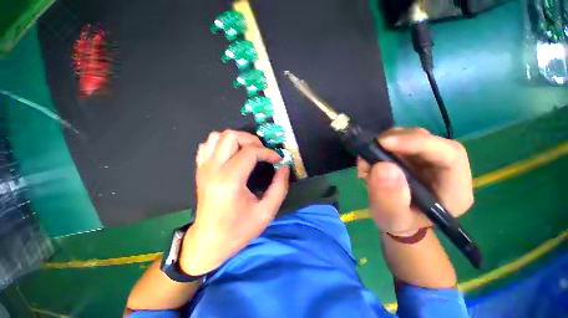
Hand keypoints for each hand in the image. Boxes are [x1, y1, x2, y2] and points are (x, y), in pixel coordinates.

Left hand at [180, 130, 289, 274]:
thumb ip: (280, 187)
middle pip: (232, 136)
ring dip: (237, 140)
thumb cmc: (238, 230)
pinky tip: (232, 155)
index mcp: (230, 180)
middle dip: (252, 140)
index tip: (277, 160)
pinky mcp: (200, 169)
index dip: (268, 152)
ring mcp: (204, 167)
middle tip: (263, 153)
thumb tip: (285, 167)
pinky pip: (208, 145)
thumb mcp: (266, 212)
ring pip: (218, 136)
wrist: (208, 242)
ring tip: (249, 152)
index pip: (250, 151)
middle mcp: (214, 169)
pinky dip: (222, 144)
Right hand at [357, 128, 473, 235]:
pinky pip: (398, 141)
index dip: (418, 143)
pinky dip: (380, 146)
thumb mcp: (391, 217)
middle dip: (396, 141)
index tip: (384, 143)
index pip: (450, 155)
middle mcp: (446, 169)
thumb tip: (383, 167)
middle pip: (428, 140)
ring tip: (366, 162)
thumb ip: (389, 198)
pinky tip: (369, 161)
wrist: (396, 218)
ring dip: (384, 144)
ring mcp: (429, 159)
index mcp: (454, 189)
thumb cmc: (398, 222)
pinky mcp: (414, 155)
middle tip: (370, 150)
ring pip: (411, 137)